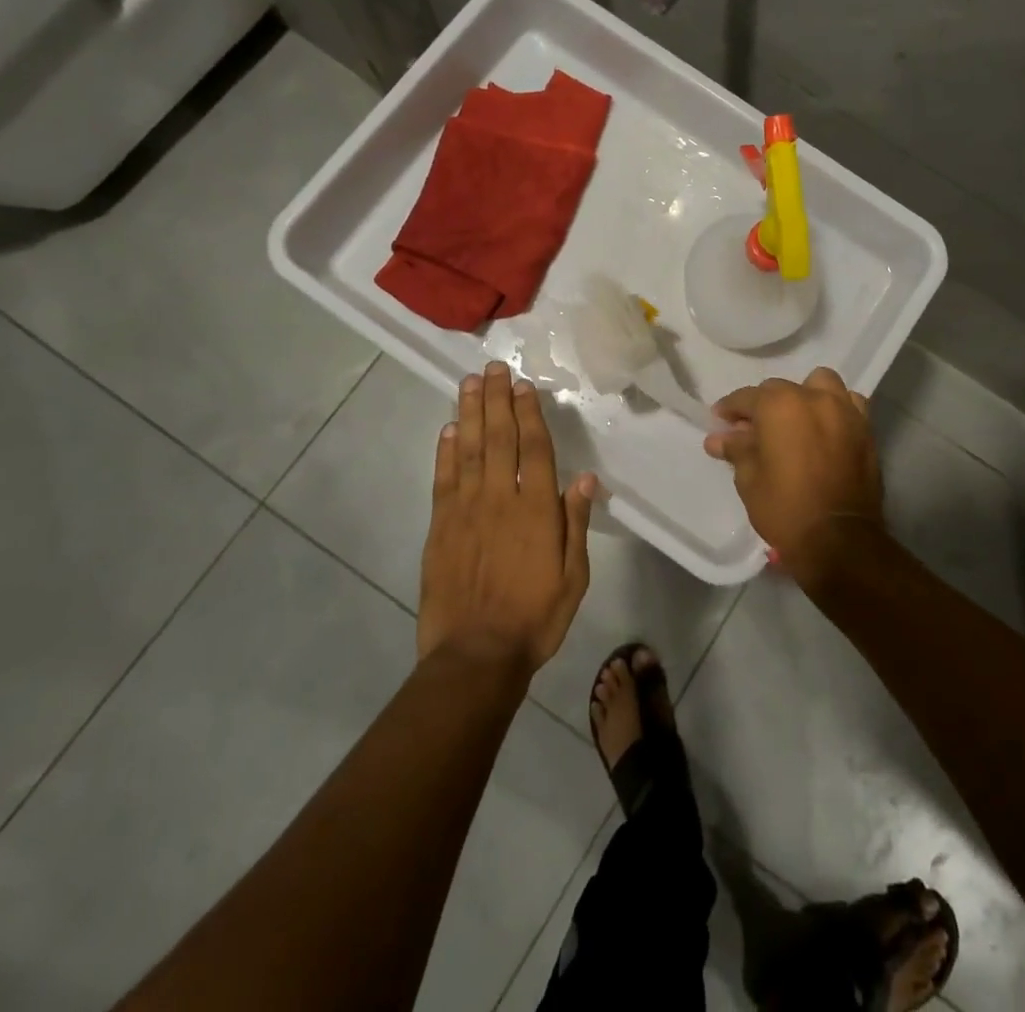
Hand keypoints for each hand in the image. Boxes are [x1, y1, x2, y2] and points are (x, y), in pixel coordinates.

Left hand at [418, 363, 596, 673]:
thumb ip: (575, 523)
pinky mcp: (440, 527)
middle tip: (492, 368)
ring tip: (469, 383)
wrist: (475, 656)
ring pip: (468, 450)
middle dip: (496, 400)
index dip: (529, 414)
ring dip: (469, 413)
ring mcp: (465, 511)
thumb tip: (584, 478)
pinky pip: (443, 479)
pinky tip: (449, 429)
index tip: (523, 386)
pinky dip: (445, 451)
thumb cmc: (535, 618)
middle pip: (498, 438)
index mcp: (536, 511)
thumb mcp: (573, 576)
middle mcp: (499, 499)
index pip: (534, 449)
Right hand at [703, 366, 882, 583]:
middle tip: (753, 430)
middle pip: (781, 389)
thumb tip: (719, 438)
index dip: (730, 409)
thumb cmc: (785, 507)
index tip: (720, 421)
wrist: (839, 539)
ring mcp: (844, 411)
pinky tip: (826, 428)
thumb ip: (736, 449)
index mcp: (780, 405)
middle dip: (764, 405)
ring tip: (796, 420)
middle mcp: (814, 398)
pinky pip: (849, 404)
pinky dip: (835, 409)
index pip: (747, 397)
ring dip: (805, 396)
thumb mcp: (749, 479)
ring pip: (821, 385)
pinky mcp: (865, 429)